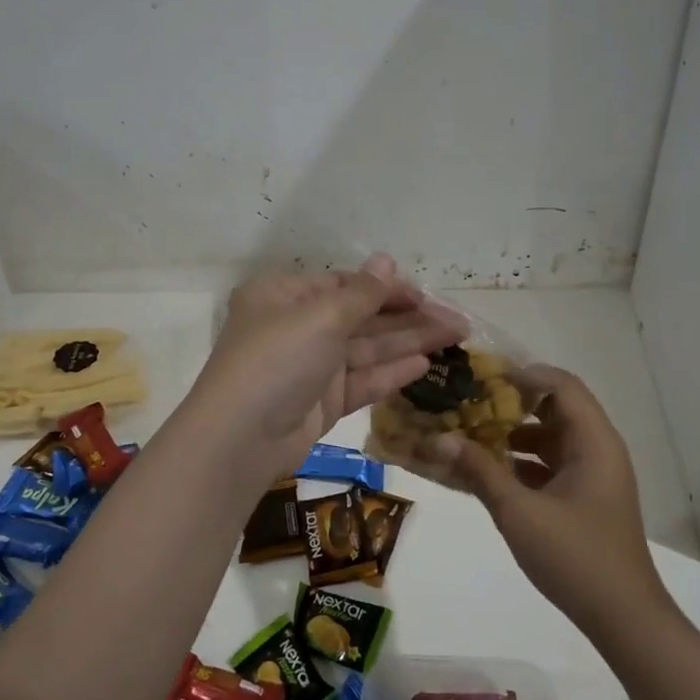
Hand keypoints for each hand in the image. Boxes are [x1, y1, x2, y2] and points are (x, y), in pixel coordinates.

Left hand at [186, 255, 466, 477]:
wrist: (241, 438)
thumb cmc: (277, 360)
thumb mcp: (321, 316)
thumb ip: (362, 293)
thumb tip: (387, 261)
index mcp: (285, 296)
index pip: (344, 285)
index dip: (386, 288)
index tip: (424, 294)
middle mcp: (297, 328)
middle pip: (361, 317)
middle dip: (408, 317)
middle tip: (457, 319)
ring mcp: (310, 367)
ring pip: (367, 349)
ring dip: (409, 342)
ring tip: (456, 336)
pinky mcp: (322, 403)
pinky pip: (362, 381)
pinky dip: (391, 373)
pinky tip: (424, 365)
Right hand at [414, 365, 665, 636]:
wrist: (623, 618)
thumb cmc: (575, 557)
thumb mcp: (519, 512)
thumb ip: (479, 471)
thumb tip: (440, 438)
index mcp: (594, 442)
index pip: (561, 385)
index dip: (522, 374)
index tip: (481, 376)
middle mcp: (598, 449)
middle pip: (555, 407)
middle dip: (511, 403)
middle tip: (469, 402)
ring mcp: (593, 475)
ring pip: (551, 437)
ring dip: (514, 433)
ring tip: (470, 433)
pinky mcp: (585, 497)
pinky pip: (551, 464)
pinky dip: (522, 461)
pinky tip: (488, 471)